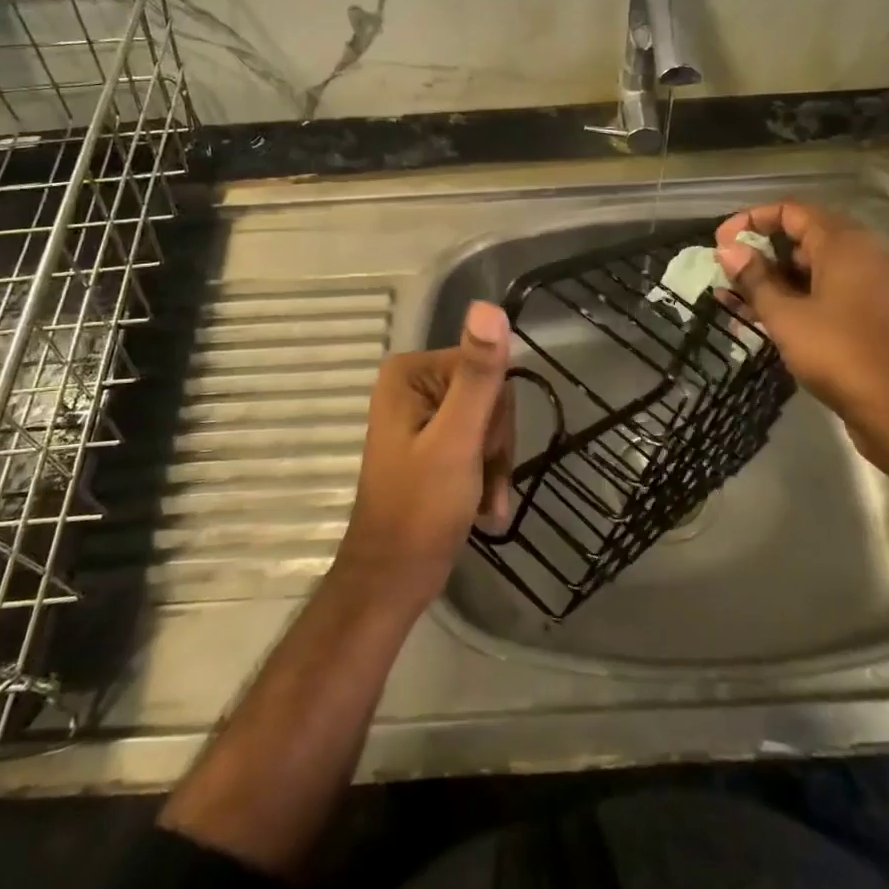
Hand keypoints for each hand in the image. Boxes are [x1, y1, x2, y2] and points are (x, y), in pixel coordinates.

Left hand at [336, 301, 514, 607]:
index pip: (485, 366)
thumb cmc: (420, 510)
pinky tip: (482, 508)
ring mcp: (422, 415)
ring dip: (494, 466)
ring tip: (482, 501)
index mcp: (410, 372)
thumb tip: (489, 306)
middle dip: (495, 444)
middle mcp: (414, 385)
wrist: (393, 581)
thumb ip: (477, 376)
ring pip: (490, 423)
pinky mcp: (431, 443)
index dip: (495, 415)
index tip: (484, 452)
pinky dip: (486, 477)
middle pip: (489, 395)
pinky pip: (478, 444)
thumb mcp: (457, 439)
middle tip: (480, 479)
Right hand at [715, 202, 888, 481]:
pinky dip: (800, 303)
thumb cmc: (844, 356)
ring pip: (816, 273)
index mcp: (845, 244)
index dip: (751, 220)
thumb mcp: (788, 318)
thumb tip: (728, 250)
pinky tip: (772, 325)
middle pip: (804, 239)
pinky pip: (832, 297)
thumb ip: (755, 281)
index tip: (720, 243)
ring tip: (738, 304)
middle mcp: (866, 256)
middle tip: (727, 278)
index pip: (791, 211)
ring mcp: (877, 288)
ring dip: (776, 284)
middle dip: (761, 255)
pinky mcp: (880, 319)